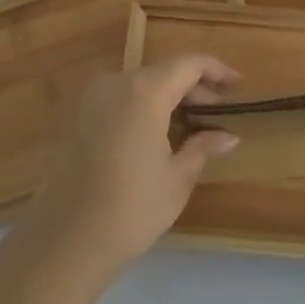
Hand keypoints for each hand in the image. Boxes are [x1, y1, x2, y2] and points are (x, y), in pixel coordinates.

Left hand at [18, 56, 241, 276]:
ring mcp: (90, 98)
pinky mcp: (76, 117)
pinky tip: (157, 135)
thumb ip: (203, 147)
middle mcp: (115, 82)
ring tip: (192, 125)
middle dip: (193, 88)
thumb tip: (228, 135)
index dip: (217, 70)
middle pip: (163, 72)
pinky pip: (118, 100)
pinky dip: (142, 108)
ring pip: (139, 85)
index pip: (188, 64)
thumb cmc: (131, 207)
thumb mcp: (177, 178)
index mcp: (144, 91)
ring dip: (167, 98)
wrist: (66, 239)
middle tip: (219, 112)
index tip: (239, 86)